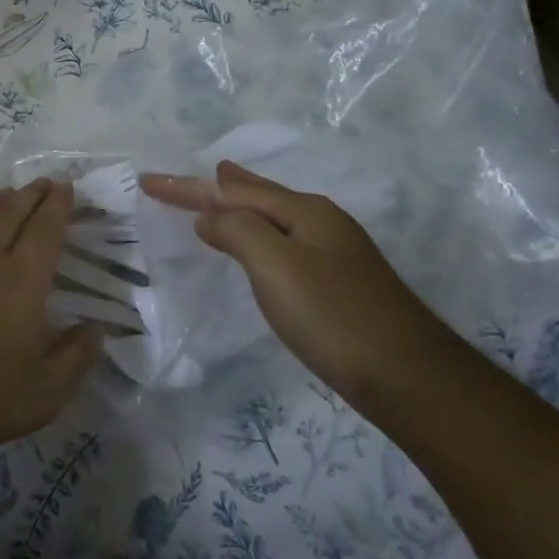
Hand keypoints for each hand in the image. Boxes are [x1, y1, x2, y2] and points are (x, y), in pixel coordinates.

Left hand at [0, 180, 99, 457]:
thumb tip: (97, 328)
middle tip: (46, 182)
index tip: (67, 187)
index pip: (44, 231)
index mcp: (22, 281)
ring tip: (11, 192)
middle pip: (11, 214)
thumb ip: (76, 356)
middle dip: (31, 194)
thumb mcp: (45, 392)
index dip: (58, 206)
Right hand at [141, 161, 454, 402]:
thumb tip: (208, 216)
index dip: (187, 186)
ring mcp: (334, 252)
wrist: (411, 378)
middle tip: (186, 180)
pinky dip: (255, 233)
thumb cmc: (335, 318)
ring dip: (238, 207)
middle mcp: (321, 222)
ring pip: (272, 216)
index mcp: (304, 211)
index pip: (232, 190)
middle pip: (257, 194)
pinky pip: (281, 240)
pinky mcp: (337, 281)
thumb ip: (237, 231)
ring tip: (217, 198)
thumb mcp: (277, 267)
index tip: (147, 181)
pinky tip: (257, 245)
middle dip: (216, 186)